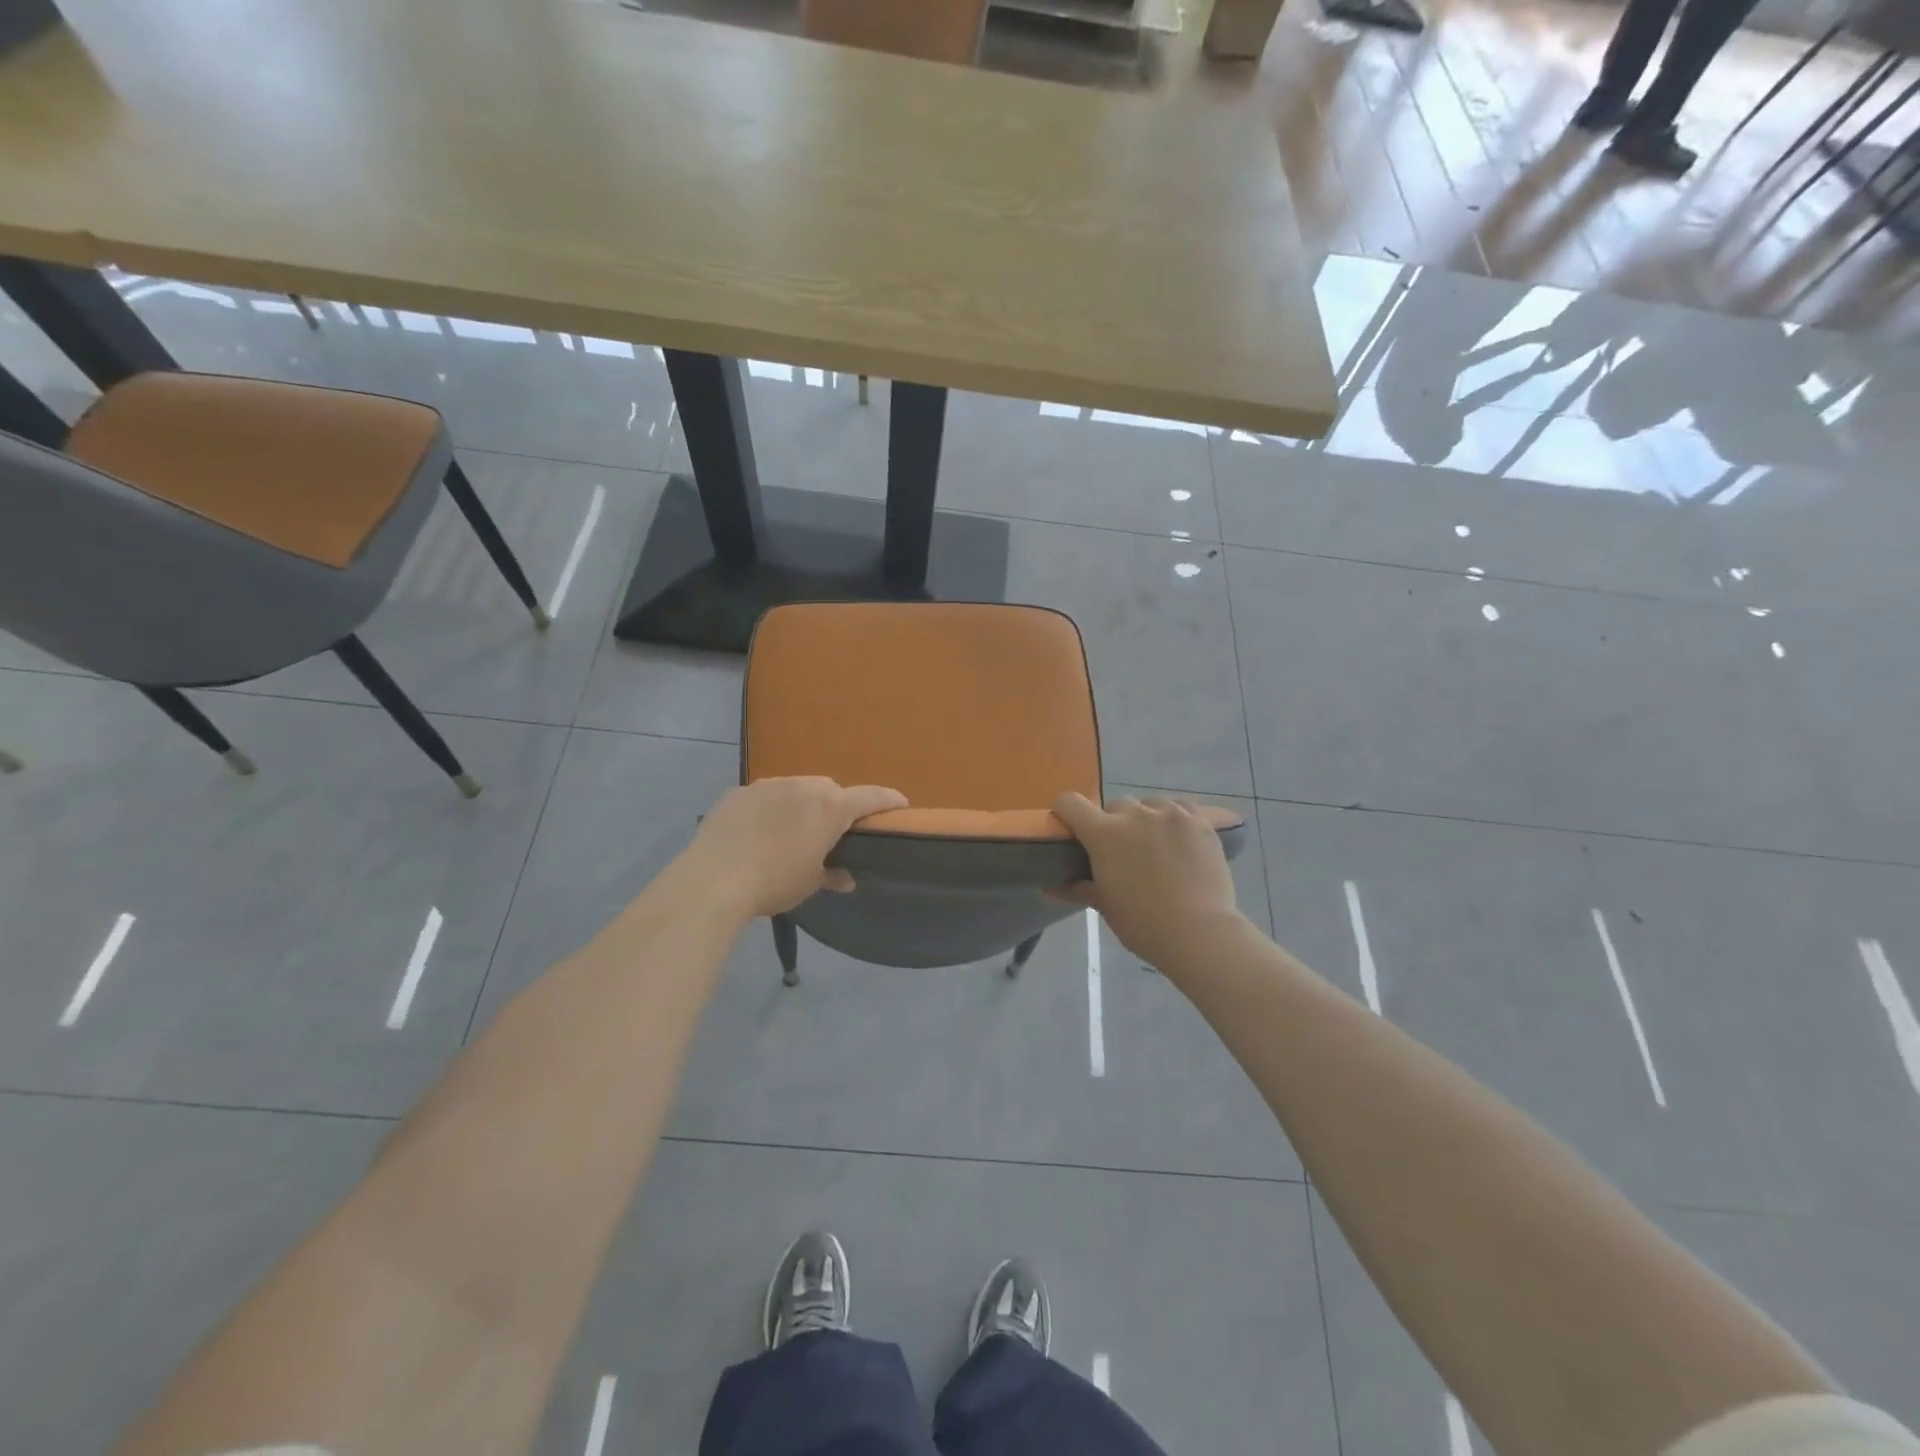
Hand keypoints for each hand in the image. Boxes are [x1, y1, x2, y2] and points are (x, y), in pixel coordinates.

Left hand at [680, 777, 907, 920]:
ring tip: (791, 831)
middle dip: (836, 806)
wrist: (713, 880)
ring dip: (801, 804)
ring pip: (796, 788)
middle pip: (830, 790)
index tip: (900, 803)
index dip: (888, 800)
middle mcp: (803, 786)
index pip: (871, 797)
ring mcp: (768, 785)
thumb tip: (845, 878)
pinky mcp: (738, 792)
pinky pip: (765, 796)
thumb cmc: (774, 882)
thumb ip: (832, 874)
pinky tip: (758, 832)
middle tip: (831, 832)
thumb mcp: (809, 883)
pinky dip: (770, 808)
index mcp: (830, 808)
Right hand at [1051, 792, 1244, 970]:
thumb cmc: (1144, 923)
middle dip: (1113, 823)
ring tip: (1156, 846)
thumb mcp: (1105, 905)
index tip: (1072, 828)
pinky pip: (1180, 808)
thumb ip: (1078, 888)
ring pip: (1149, 804)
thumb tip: (1049, 887)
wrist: (1200, 933)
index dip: (1066, 812)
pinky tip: (1179, 840)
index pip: (1070, 802)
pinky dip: (1175, 819)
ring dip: (1146, 820)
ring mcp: (1170, 814)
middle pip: (1115, 805)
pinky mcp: (1199, 820)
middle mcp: (1135, 814)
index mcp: (1104, 833)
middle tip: (1122, 851)